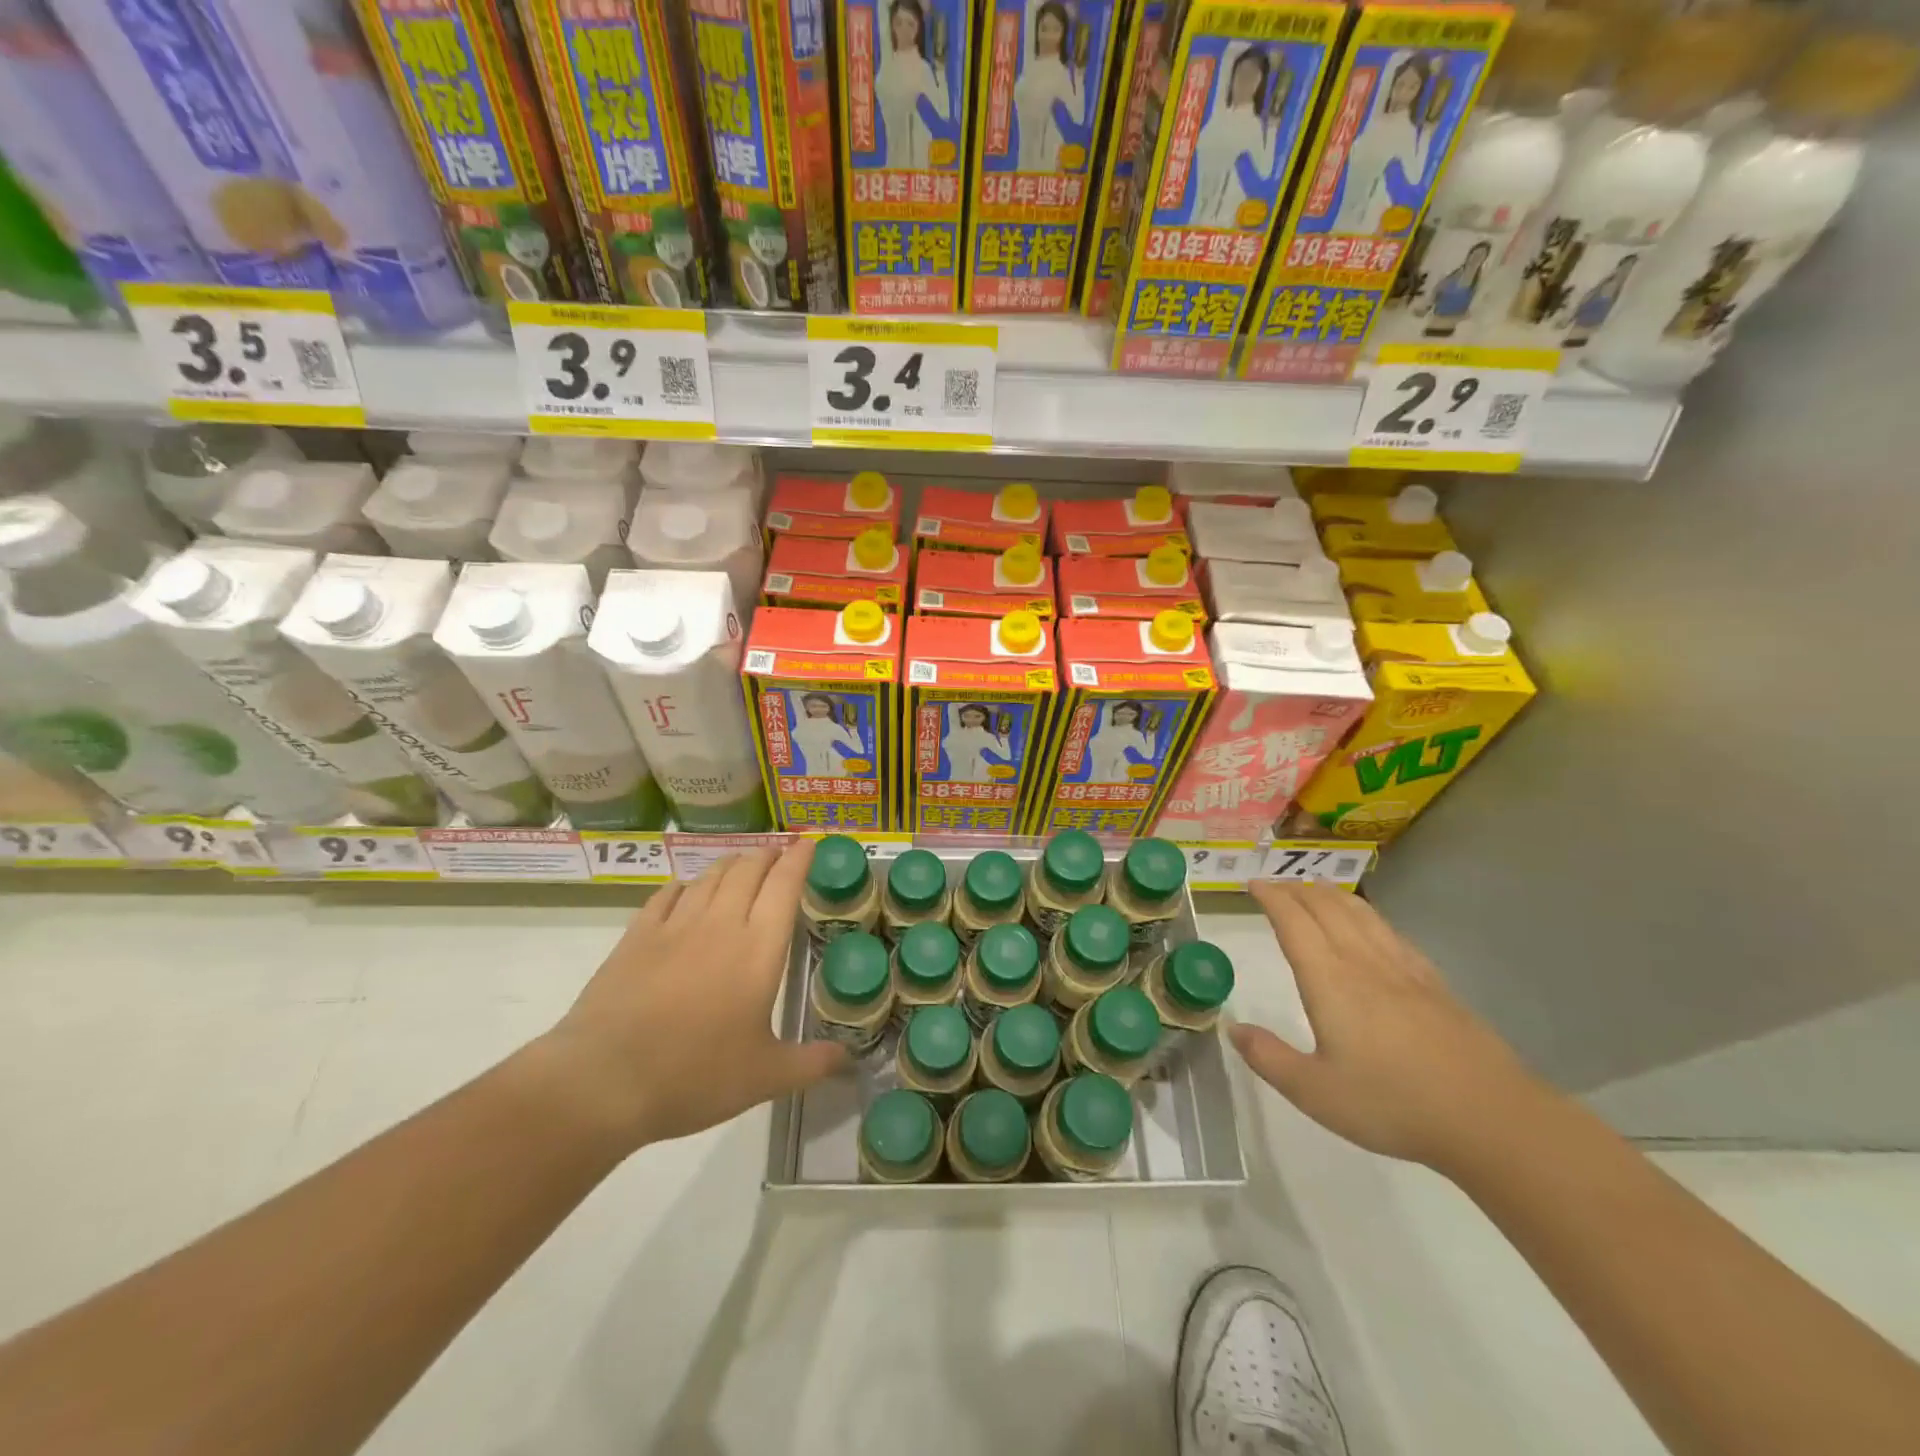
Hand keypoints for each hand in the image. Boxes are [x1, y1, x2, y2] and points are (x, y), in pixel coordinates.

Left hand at [540, 842, 847, 1151]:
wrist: (605, 1080)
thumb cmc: (695, 1076)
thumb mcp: (765, 1077)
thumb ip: (812, 1063)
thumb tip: (850, 1059)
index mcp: (758, 949)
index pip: (785, 885)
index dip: (799, 858)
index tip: (809, 842)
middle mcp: (720, 924)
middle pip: (748, 870)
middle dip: (767, 855)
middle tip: (778, 854)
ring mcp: (675, 926)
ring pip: (710, 877)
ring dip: (731, 863)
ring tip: (741, 864)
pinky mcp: (636, 936)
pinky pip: (667, 895)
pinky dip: (684, 885)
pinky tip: (686, 889)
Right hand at [1229, 881, 1554, 1172]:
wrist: (1490, 1119)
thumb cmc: (1393, 1104)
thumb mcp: (1315, 1092)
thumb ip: (1269, 1058)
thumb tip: (1233, 1028)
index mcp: (1330, 980)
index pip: (1294, 922)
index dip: (1272, 898)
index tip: (1253, 884)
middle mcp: (1364, 963)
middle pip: (1327, 909)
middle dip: (1297, 890)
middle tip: (1276, 885)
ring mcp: (1404, 970)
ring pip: (1362, 915)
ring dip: (1332, 895)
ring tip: (1317, 888)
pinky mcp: (1434, 985)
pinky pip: (1392, 933)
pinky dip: (1369, 916)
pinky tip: (1372, 926)